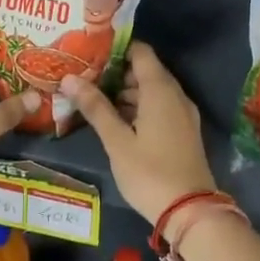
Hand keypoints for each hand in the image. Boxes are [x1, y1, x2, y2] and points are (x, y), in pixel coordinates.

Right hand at [58, 42, 218, 223]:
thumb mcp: (117, 141)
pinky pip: (159, 107)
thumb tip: (69, 78)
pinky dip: (138, 107)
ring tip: (92, 98)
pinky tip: (115, 120)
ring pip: (151, 91)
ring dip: (125, 92)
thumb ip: (95, 107)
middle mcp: (175, 94)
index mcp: (160, 90)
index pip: (140, 52)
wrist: (190, 212)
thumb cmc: (150, 172)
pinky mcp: (183, 131)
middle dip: (115, 72)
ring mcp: (183, 113)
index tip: (89, 53)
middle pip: (145, 70)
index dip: (115, 48)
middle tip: (83, 77)